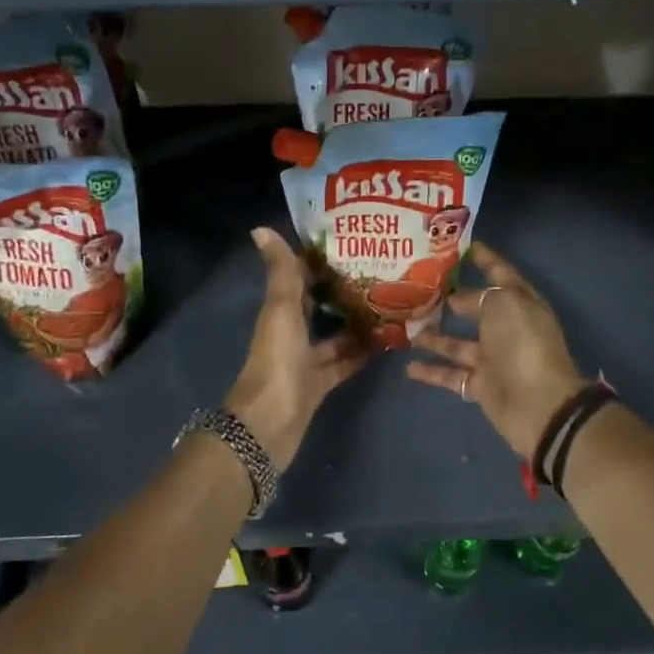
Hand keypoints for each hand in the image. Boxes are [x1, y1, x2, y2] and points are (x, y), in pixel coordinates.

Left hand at [225, 228, 367, 471]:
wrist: (269, 424)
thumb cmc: (277, 361)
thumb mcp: (281, 311)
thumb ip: (281, 273)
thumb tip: (260, 229)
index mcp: (281, 311)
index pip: (301, 278)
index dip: (321, 260)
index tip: (353, 241)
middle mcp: (292, 332)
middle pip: (320, 306)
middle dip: (345, 290)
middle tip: (384, 271)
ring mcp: (306, 360)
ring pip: (335, 335)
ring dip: (358, 322)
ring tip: (393, 303)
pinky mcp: (320, 384)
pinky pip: (344, 363)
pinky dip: (361, 353)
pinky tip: (387, 342)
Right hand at [406, 242, 585, 458]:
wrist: (539, 405)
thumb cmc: (524, 345)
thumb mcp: (504, 305)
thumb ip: (479, 296)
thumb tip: (457, 299)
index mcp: (520, 303)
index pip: (501, 274)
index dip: (484, 259)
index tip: (462, 246)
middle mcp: (506, 328)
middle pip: (476, 308)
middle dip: (452, 297)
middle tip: (418, 286)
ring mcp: (493, 359)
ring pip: (458, 343)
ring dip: (433, 335)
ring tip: (405, 325)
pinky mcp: (481, 385)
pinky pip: (451, 375)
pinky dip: (431, 371)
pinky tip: (408, 366)